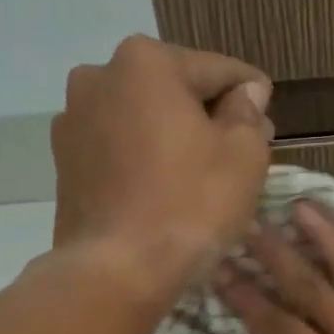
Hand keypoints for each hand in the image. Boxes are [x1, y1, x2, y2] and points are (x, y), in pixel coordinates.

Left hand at [51, 34, 271, 293]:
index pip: (217, 69)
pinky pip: (119, 147)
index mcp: (146, 62)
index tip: (269, 110)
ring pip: (144, 118)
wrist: (116, 271)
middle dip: (209, 113)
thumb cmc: (190, 205)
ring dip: (174, 134)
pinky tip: (165, 188)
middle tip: (242, 147)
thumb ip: (248, 113)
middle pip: (175, 89)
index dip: (251, 92)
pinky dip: (145, 157)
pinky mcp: (64, 161)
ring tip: (202, 173)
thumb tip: (247, 93)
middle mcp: (99, 76)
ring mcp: (74, 120)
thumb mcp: (243, 156)